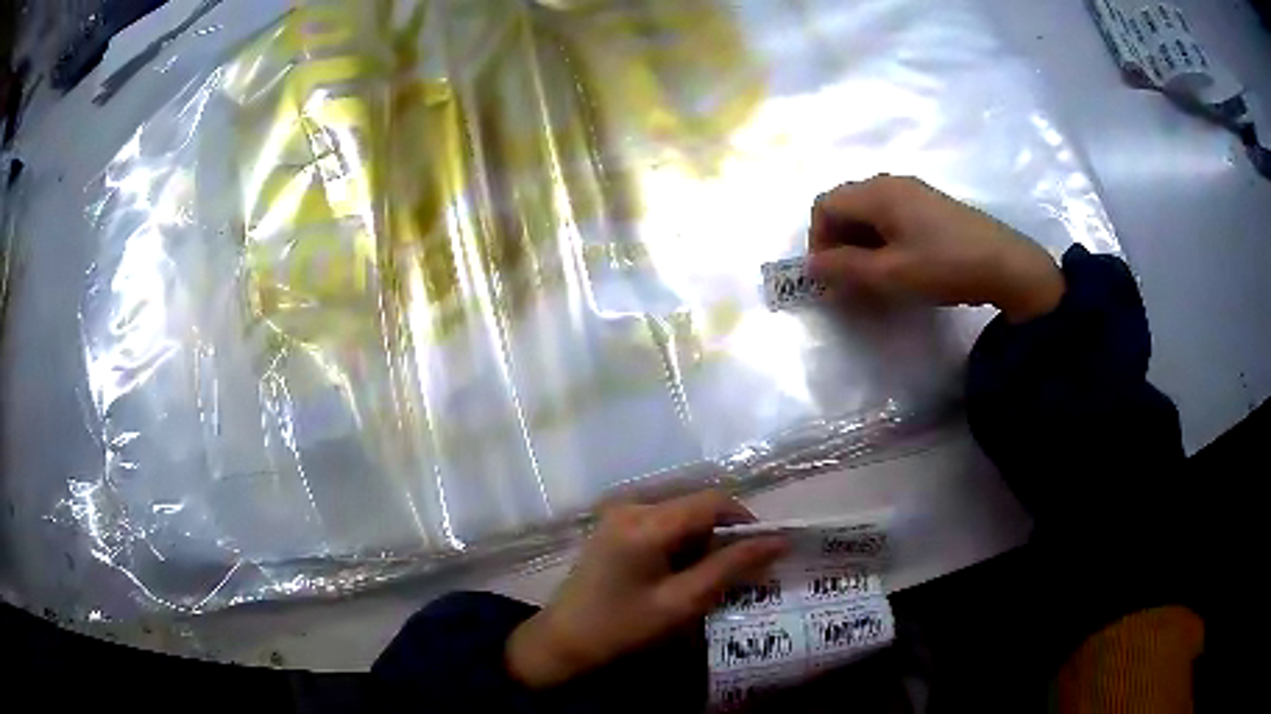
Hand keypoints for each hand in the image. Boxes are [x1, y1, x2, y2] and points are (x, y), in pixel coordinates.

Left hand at [505, 491, 787, 688]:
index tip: (766, 552)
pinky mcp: (615, 526)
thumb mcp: (682, 603)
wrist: (562, 642)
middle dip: (725, 534)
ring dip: (705, 541)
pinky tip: (683, 575)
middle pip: (697, 505)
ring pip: (683, 514)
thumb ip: (730, 568)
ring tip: (713, 578)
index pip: (714, 501)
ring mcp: (620, 514)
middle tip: (741, 572)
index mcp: (648, 521)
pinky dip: (683, 543)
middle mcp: (633, 505)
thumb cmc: (622, 628)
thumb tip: (777, 542)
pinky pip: (663, 523)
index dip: (746, 521)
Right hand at [808, 175, 1064, 321]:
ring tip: (875, 276)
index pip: (825, 205)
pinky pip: (891, 215)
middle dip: (838, 242)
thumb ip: (845, 269)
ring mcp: (913, 191)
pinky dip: (882, 239)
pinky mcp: (930, 205)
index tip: (830, 276)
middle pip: (845, 205)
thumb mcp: (890, 274)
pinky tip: (900, 264)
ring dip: (860, 243)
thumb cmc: (944, 266)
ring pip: (868, 212)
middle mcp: (890, 182)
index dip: (818, 240)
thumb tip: (810, 266)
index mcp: (876, 192)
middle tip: (850, 280)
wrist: (1006, 265)